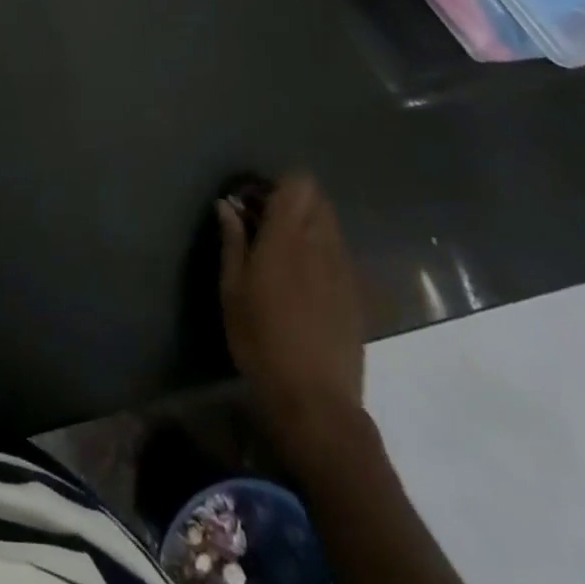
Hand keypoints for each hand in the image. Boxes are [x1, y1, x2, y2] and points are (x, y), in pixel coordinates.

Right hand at [218, 176, 365, 464]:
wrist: (315, 399)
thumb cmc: (260, 340)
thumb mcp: (232, 290)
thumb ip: (233, 241)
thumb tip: (227, 205)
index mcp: (287, 238)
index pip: (297, 185)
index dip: (277, 184)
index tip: (254, 201)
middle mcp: (321, 245)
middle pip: (318, 200)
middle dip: (293, 201)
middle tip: (265, 224)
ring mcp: (344, 269)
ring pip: (331, 226)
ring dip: (309, 225)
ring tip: (284, 252)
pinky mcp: (357, 293)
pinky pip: (340, 254)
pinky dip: (322, 251)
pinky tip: (304, 281)